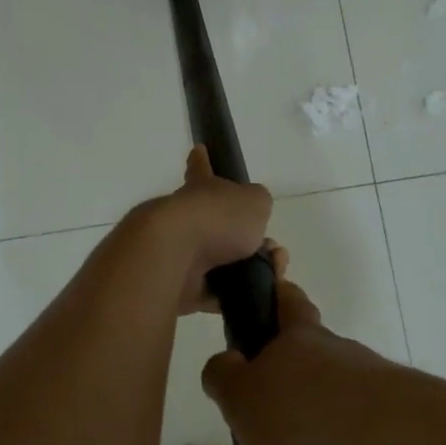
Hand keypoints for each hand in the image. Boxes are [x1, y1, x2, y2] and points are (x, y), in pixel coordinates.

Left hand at [138, 146, 274, 316]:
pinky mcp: (179, 287)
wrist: (173, 256)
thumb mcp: (254, 202)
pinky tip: (255, 295)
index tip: (197, 149)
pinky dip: (233, 295)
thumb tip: (252, 217)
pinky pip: (213, 293)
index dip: (203, 160)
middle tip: (271, 248)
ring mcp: (180, 253)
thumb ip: (257, 205)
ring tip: (272, 273)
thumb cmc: (216, 219)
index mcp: (201, 190)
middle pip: (218, 225)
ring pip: (220, 261)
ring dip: (247, 268)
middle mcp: (186, 218)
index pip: (202, 169)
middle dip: (246, 236)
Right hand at [200, 278, 425, 444]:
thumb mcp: (243, 394)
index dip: (273, 297)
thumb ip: (223, 377)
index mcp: (303, 342)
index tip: (263, 306)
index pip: (287, 302)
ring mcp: (369, 414)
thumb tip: (226, 366)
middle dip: (264, 439)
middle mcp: (339, 370)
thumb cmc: (310, 416)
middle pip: (293, 393)